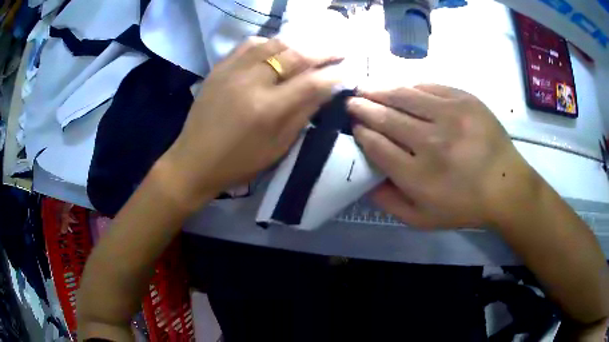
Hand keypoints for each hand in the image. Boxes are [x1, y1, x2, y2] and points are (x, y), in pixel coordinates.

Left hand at [162, 37, 341, 207]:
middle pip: (294, 56)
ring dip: (297, 44)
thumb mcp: (278, 146)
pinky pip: (249, 44)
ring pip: (273, 44)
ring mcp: (233, 70)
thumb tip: (326, 89)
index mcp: (268, 109)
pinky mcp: (219, 68)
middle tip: (338, 51)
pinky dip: (268, 43)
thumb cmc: (239, 162)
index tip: (346, 70)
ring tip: (310, 48)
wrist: (194, 161)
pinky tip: (276, 50)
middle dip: (322, 52)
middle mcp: (251, 82)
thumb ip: (303, 114)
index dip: (333, 75)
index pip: (311, 82)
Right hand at [348, 84, 535, 228]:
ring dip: (379, 90)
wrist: (506, 186)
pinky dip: (409, 87)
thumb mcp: (422, 219)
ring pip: (404, 95)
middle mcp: (432, 142)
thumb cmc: (464, 206)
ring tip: (366, 87)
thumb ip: (389, 202)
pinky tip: (400, 88)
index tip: (355, 127)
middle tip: (351, 102)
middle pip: (386, 117)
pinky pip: (428, 87)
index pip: (377, 146)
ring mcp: (450, 116)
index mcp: (419, 176)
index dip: (362, 133)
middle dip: (363, 108)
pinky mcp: (464, 99)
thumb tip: (366, 179)